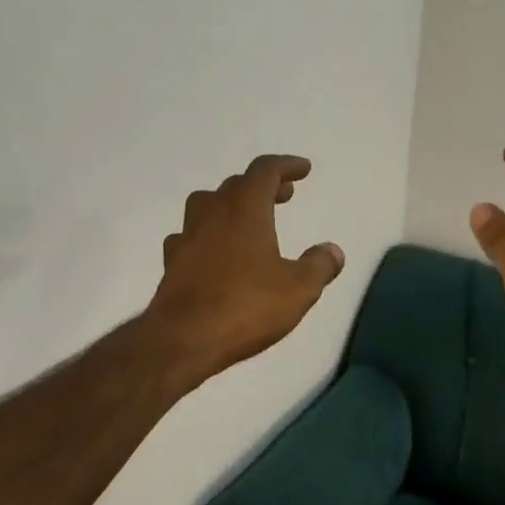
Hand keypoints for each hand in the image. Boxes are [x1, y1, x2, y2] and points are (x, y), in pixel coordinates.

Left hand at [145, 154, 344, 388]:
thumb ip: (319, 266)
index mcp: (245, 209)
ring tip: (248, 219)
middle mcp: (212, 214)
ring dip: (230, 204)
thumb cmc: (246, 307)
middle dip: (262, 185)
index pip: (265, 171)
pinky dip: (208, 234)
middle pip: (236, 185)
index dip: (286, 165)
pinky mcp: (172, 262)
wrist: (183, 340)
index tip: (303, 170)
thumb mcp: (298, 289)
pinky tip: (215, 251)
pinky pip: (191, 235)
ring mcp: (187, 237)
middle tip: (284, 194)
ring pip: (207, 204)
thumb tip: (332, 251)